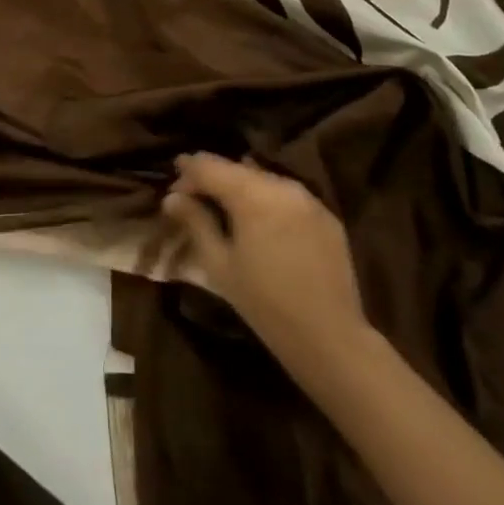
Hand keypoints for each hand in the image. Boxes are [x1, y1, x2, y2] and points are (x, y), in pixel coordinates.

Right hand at [160, 153, 368, 361]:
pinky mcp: (326, 215)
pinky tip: (262, 226)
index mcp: (252, 193)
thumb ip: (195, 222)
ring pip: (262, 180)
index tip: (173, 193)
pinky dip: (268, 202)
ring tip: (228, 213)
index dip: (186, 174)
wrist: (331, 339)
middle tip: (196, 203)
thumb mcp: (219, 264)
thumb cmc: (265, 304)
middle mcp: (281, 185)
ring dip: (241, 190)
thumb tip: (172, 197)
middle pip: (236, 169)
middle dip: (212, 181)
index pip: (208, 165)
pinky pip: (287, 196)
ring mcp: (308, 198)